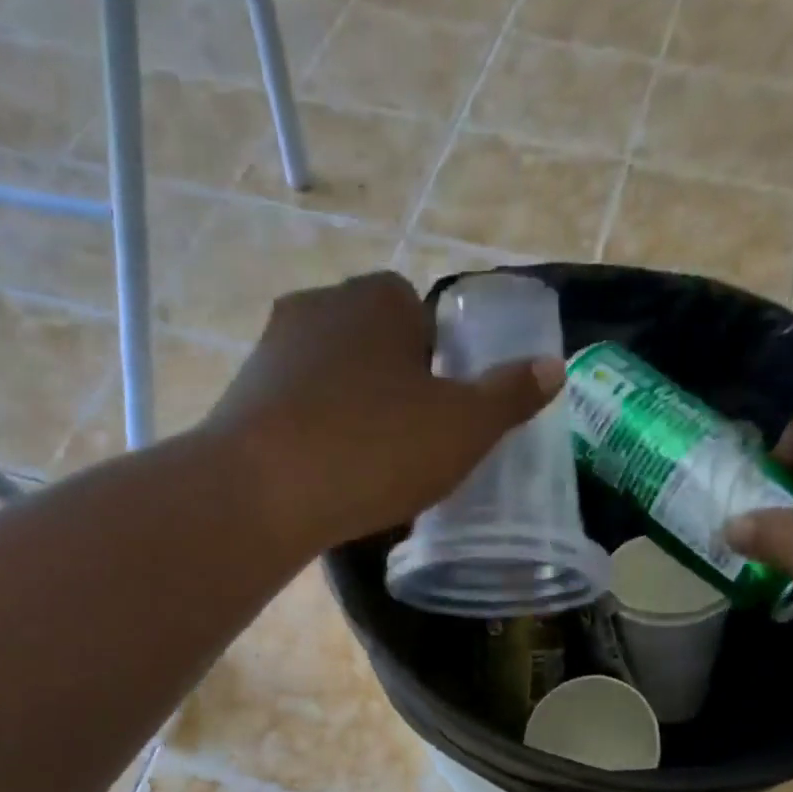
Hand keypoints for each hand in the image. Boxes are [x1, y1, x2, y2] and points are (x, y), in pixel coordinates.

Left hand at [203, 271, 563, 552]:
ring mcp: (272, 347)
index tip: (440, 418)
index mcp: (380, 299)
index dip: (439, 368)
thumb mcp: (463, 428)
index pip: (424, 319)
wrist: (261, 492)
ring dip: (351, 412)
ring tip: (363, 468)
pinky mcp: (240, 393)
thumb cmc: (374, 450)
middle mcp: (321, 305)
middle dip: (394, 388)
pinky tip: (321, 476)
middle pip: (376, 346)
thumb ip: (509, 395)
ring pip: (332, 378)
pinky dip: (312, 434)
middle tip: (408, 447)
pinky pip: (295, 409)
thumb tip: (553, 366)